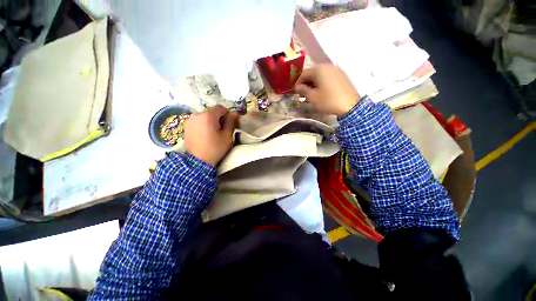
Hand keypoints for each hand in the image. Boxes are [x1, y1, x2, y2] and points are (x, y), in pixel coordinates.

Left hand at [184, 105, 238, 165]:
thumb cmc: (215, 148)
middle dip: (219, 117)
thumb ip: (231, 122)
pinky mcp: (186, 126)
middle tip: (223, 129)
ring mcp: (190, 120)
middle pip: (212, 111)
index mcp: (208, 115)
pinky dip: (203, 124)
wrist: (198, 161)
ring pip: (204, 116)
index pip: (220, 108)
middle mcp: (197, 114)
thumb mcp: (227, 136)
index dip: (227, 113)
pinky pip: (198, 121)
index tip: (230, 122)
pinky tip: (206, 134)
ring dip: (211, 121)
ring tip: (213, 132)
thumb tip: (234, 114)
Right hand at [294, 65, 359, 115]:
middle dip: (305, 83)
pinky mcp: (340, 76)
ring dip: (312, 84)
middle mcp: (327, 66)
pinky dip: (320, 83)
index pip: (303, 73)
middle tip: (302, 94)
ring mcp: (335, 70)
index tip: (295, 92)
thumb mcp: (313, 97)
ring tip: (310, 94)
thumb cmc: (328, 101)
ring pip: (319, 75)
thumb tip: (297, 87)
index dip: (297, 83)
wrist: (350, 105)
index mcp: (319, 70)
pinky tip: (319, 92)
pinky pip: (327, 77)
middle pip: (312, 73)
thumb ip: (303, 90)